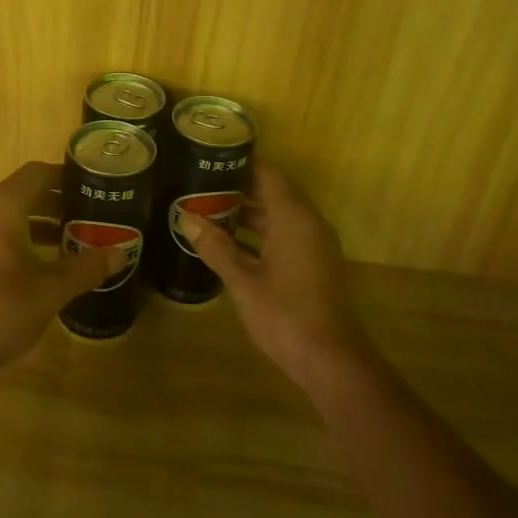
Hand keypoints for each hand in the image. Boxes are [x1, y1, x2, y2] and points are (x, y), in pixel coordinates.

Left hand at [0, 161, 122, 382]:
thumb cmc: (1, 308)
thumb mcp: (52, 289)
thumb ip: (87, 267)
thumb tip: (121, 253)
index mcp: (3, 206)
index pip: (39, 173)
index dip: (68, 176)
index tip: (97, 186)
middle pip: (27, 191)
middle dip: (61, 200)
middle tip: (95, 212)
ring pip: (15, 213)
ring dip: (45, 220)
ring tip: (80, 236)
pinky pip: (3, 231)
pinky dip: (28, 236)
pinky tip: (51, 260)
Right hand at [177, 160, 372, 389]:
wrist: (332, 362)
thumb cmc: (285, 315)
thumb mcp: (243, 281)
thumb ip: (215, 247)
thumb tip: (185, 217)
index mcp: (294, 218)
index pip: (268, 174)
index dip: (241, 162)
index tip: (211, 156)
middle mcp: (309, 224)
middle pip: (274, 192)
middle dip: (238, 188)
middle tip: (201, 183)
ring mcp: (314, 245)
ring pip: (279, 216)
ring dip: (248, 213)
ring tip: (208, 209)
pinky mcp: (314, 264)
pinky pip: (285, 234)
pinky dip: (260, 233)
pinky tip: (230, 243)